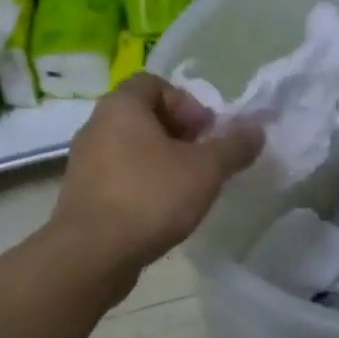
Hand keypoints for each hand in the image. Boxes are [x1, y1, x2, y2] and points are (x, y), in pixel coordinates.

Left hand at [49, 73, 260, 279]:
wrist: (92, 254)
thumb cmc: (150, 197)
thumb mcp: (205, 170)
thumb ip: (233, 146)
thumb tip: (256, 128)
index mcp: (121, 106)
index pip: (155, 83)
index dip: (187, 103)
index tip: (206, 134)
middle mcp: (96, 125)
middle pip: (143, 116)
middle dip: (178, 134)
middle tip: (202, 161)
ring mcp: (84, 161)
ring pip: (131, 148)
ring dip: (161, 161)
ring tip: (186, 190)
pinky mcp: (82, 194)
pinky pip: (118, 176)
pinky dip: (142, 184)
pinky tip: (160, 211)